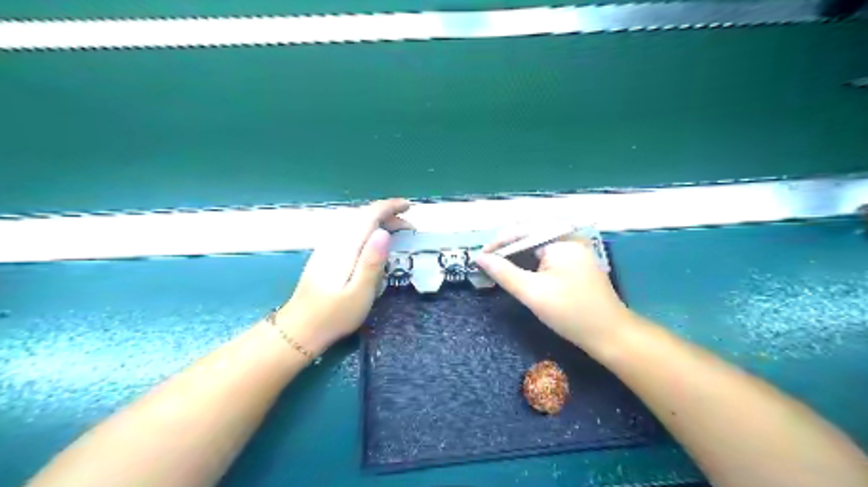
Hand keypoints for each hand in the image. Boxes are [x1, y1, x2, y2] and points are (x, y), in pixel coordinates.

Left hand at [277, 199, 412, 355]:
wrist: (300, 329)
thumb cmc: (335, 315)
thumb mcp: (360, 293)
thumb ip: (372, 262)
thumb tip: (384, 232)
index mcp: (345, 248)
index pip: (368, 215)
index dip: (390, 207)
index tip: (409, 207)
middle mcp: (335, 241)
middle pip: (362, 216)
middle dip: (388, 215)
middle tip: (409, 229)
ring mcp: (327, 247)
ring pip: (355, 222)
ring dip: (378, 221)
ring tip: (396, 233)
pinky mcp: (325, 255)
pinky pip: (350, 231)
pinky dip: (367, 229)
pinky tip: (374, 243)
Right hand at [473, 234, 630, 348]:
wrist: (610, 335)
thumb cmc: (570, 312)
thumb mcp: (532, 292)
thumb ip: (504, 272)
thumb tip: (479, 258)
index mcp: (561, 239)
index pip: (522, 231)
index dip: (498, 243)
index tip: (479, 257)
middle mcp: (569, 238)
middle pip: (529, 234)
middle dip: (506, 247)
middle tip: (487, 261)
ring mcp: (574, 249)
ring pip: (537, 245)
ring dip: (517, 254)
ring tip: (497, 265)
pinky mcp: (575, 262)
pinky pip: (547, 254)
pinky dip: (530, 261)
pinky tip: (519, 270)